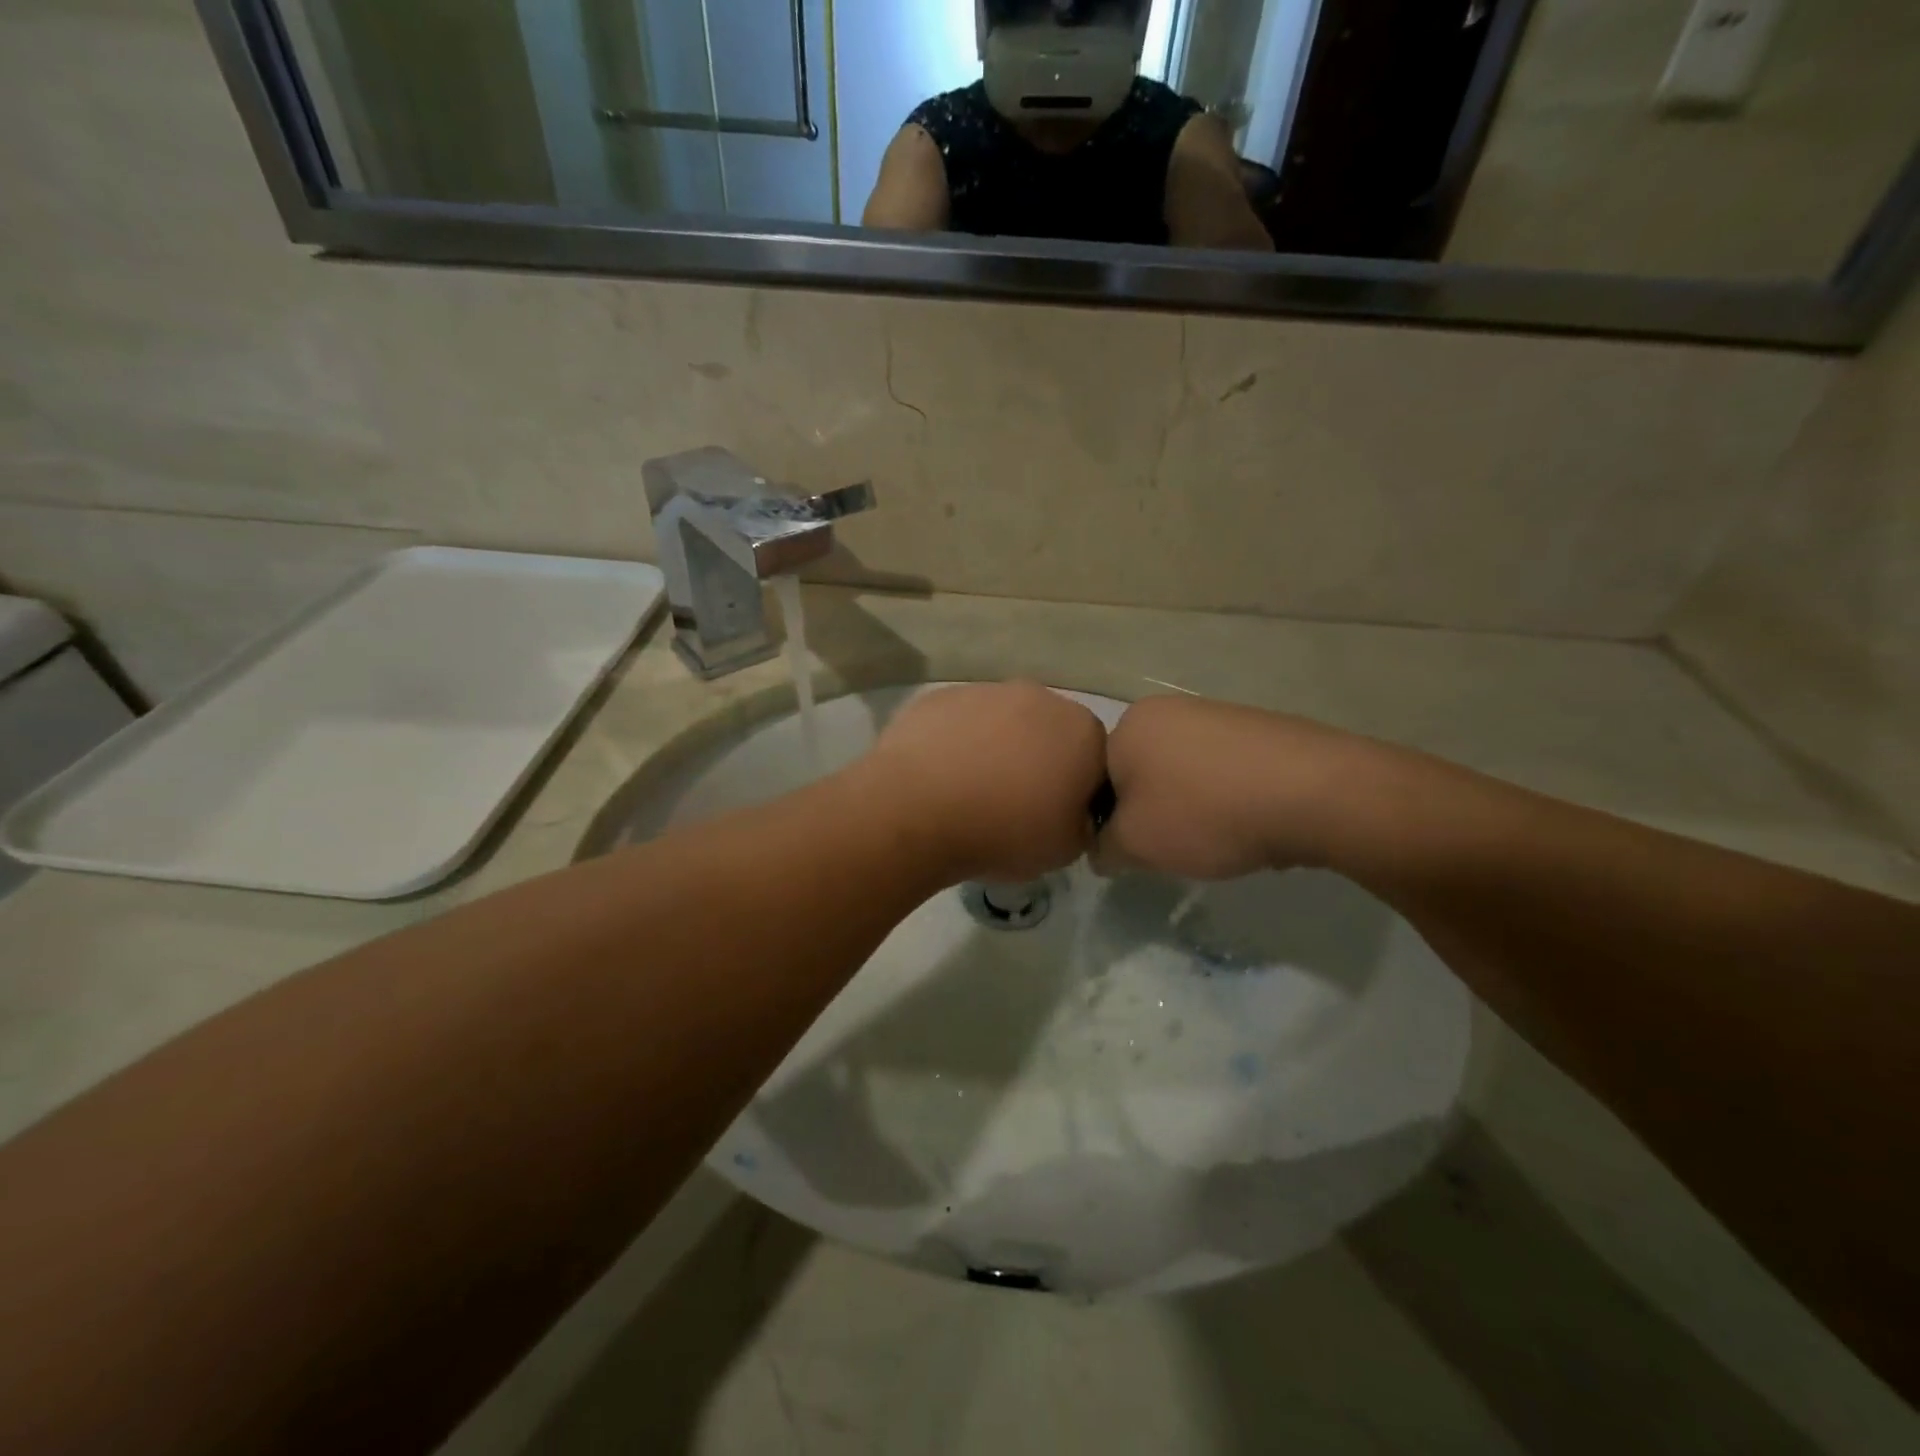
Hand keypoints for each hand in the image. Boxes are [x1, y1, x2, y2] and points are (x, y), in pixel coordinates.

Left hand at [858, 681, 1108, 883]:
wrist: (918, 809)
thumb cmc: (1004, 832)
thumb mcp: (1066, 850)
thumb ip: (1081, 823)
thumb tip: (1071, 812)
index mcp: (1082, 731)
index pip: (1094, 759)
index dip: (1075, 789)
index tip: (1053, 816)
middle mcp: (1039, 697)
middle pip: (1046, 731)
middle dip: (1035, 759)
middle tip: (1011, 802)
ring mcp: (986, 691)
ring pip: (1000, 722)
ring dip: (994, 747)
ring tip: (968, 790)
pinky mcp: (940, 696)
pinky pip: (958, 722)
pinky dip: (955, 742)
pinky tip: (938, 776)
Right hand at [1096, 696, 1371, 878]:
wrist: (1314, 793)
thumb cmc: (1205, 813)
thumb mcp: (1135, 845)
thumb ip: (1104, 849)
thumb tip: (1104, 850)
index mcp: (1129, 724)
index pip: (1098, 781)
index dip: (1111, 823)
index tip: (1135, 852)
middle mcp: (1167, 709)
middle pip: (1141, 775)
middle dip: (1152, 813)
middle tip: (1175, 848)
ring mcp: (1217, 714)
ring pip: (1183, 775)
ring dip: (1190, 808)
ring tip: (1218, 838)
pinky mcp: (1258, 730)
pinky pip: (1223, 772)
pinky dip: (1226, 799)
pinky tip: (1249, 822)